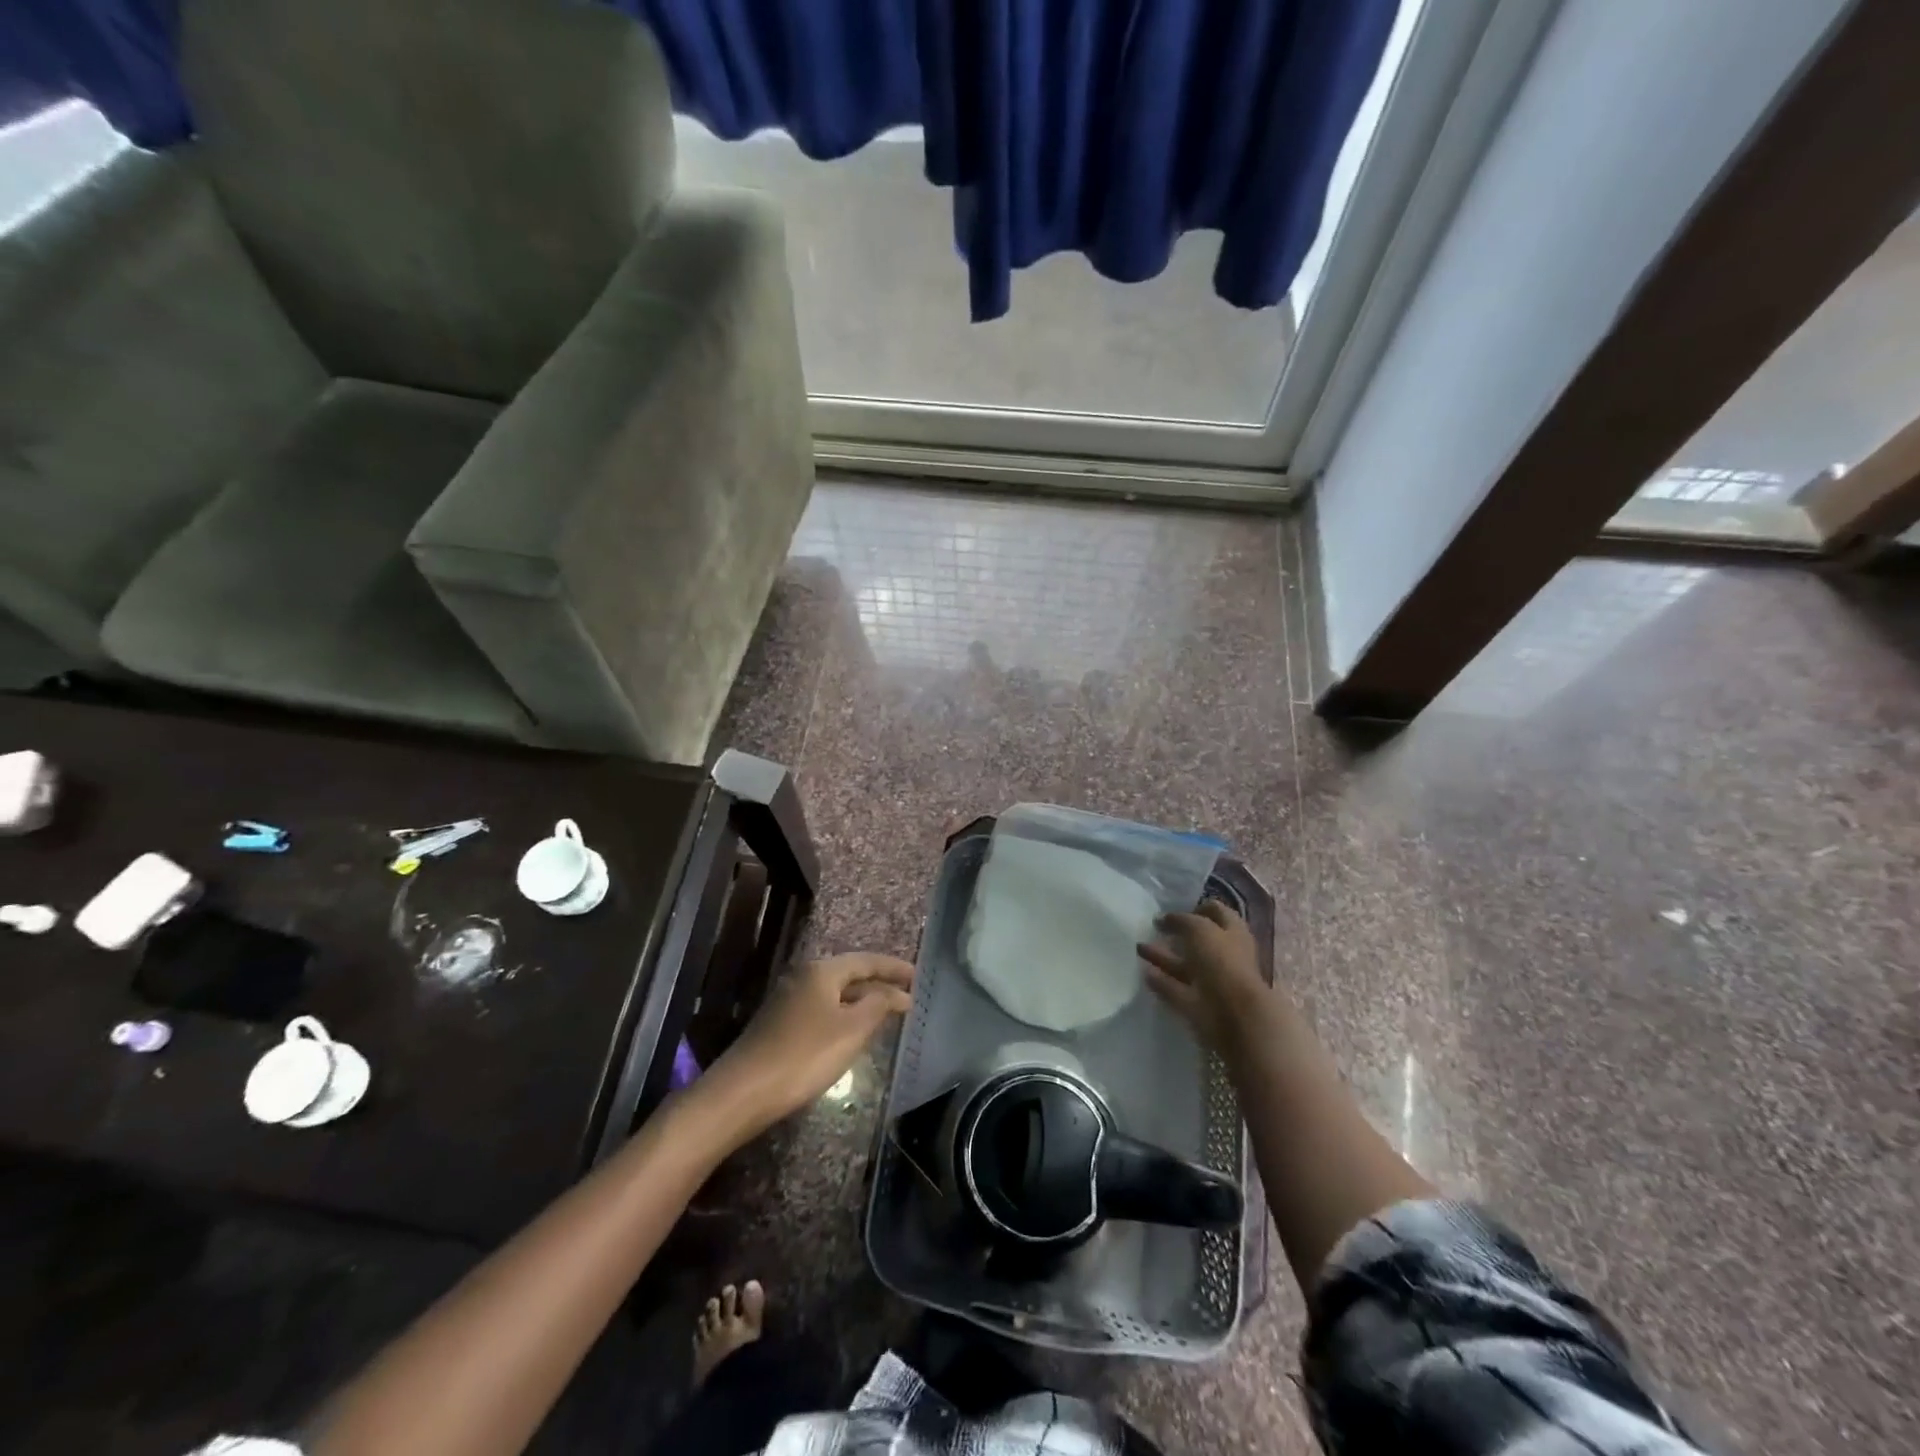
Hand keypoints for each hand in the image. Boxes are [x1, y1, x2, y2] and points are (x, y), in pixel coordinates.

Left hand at [717, 953, 914, 1126]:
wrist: (743, 1092)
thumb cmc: (804, 1056)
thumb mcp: (851, 1030)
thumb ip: (878, 1005)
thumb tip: (896, 992)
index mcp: (822, 971)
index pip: (866, 961)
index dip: (894, 968)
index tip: (918, 976)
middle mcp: (803, 977)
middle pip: (849, 974)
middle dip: (878, 983)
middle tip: (906, 993)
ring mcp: (788, 1000)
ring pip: (834, 993)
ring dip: (861, 1000)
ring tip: (886, 1012)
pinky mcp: (779, 1024)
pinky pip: (822, 1009)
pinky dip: (844, 1014)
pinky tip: (852, 1032)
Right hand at [1138, 901, 1269, 1055]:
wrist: (1235, 1015)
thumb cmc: (1222, 962)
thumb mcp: (1200, 928)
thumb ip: (1180, 920)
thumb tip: (1162, 919)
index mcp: (1233, 932)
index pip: (1216, 912)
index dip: (1197, 908)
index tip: (1173, 909)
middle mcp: (1225, 955)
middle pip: (1198, 940)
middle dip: (1176, 933)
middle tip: (1152, 928)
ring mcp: (1212, 981)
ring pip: (1184, 965)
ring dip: (1162, 956)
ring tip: (1138, 947)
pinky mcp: (1198, 1004)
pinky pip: (1176, 988)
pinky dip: (1161, 981)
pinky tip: (1143, 972)